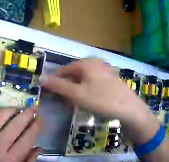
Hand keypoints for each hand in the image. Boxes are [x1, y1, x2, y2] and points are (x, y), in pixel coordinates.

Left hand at [0, 96, 41, 161]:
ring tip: (17, 108)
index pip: (28, 138)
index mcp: (9, 159)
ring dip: (10, 109)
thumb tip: (39, 147)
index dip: (37, 125)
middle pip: (16, 125)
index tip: (41, 118)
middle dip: (27, 114)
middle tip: (33, 108)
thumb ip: (27, 161)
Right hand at [39, 58, 158, 143]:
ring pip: (84, 78)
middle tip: (63, 100)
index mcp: (86, 64)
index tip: (49, 92)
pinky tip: (89, 99)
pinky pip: (93, 82)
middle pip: (74, 73)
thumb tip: (41, 78)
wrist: (127, 106)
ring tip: (74, 102)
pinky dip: (87, 89)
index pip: (63, 69)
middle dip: (66, 86)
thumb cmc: (101, 99)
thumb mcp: (77, 94)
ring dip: (76, 89)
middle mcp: (95, 63)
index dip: (54, 80)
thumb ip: (58, 86)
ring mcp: (104, 69)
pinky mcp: (110, 78)